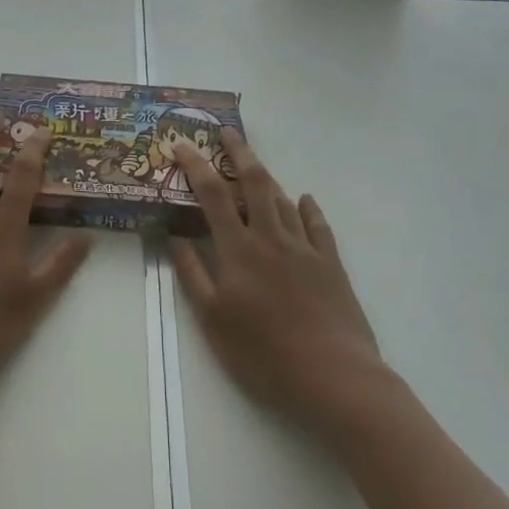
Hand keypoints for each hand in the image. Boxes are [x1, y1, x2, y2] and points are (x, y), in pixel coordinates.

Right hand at [171, 129, 389, 442]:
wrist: (334, 377)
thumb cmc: (264, 353)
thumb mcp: (214, 320)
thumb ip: (192, 274)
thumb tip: (174, 236)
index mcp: (239, 249)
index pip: (212, 193)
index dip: (195, 164)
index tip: (182, 144)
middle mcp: (271, 237)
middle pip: (254, 181)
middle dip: (238, 151)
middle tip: (227, 131)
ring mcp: (305, 248)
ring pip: (284, 199)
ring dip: (267, 178)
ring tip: (255, 166)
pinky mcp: (331, 264)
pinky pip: (318, 225)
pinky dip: (309, 208)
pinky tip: (306, 199)